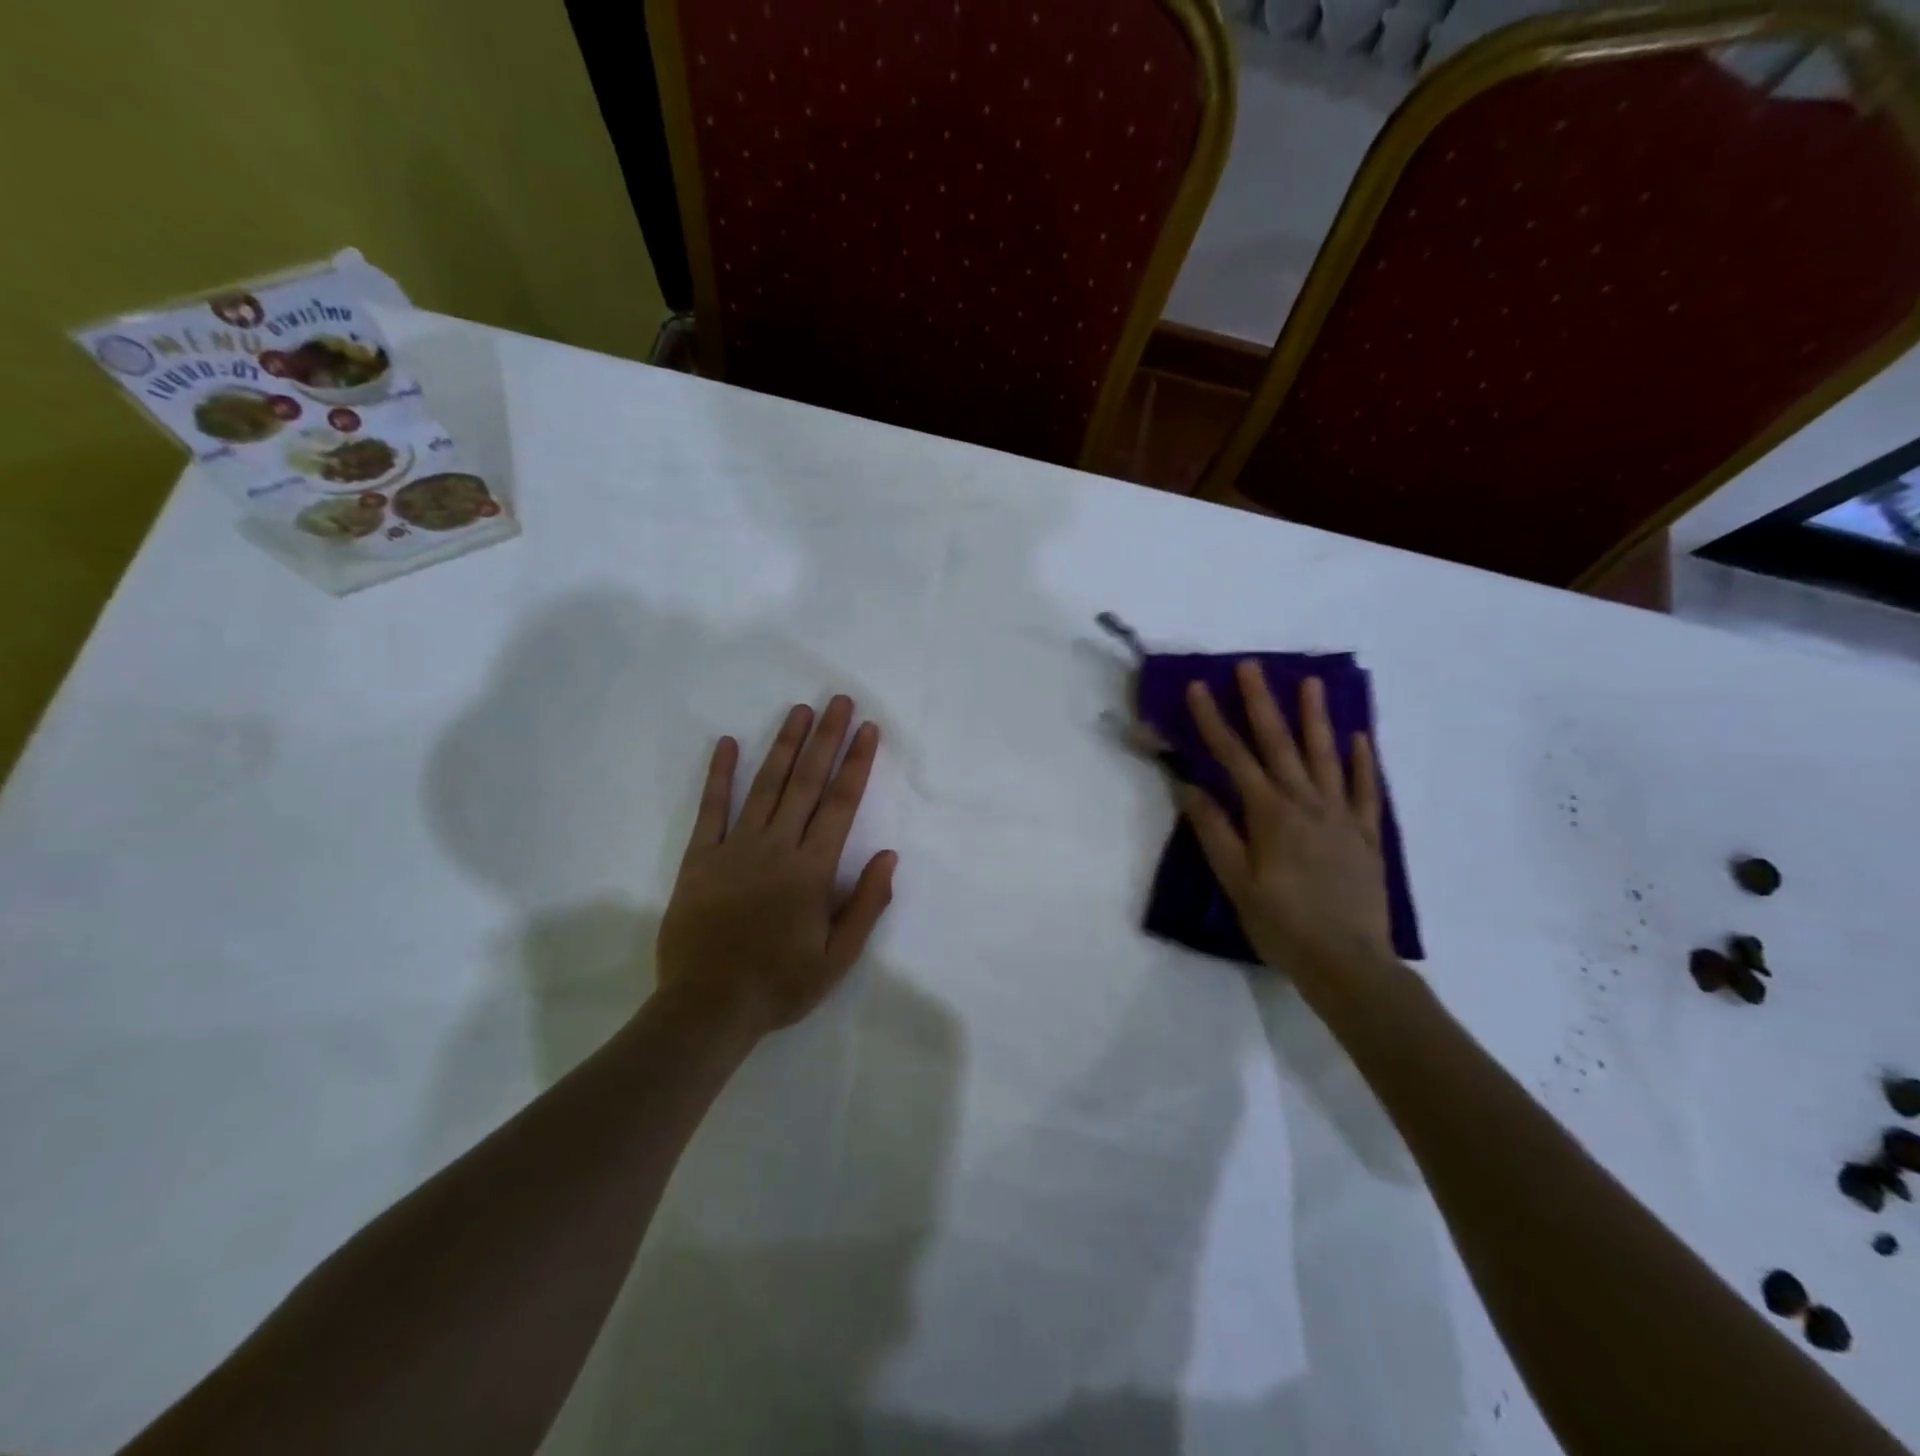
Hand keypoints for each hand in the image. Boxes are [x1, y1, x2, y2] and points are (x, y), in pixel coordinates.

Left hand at [656, 696, 896, 1030]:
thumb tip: (889, 855)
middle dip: (825, 738)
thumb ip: (866, 904)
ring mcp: (735, 848)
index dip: (856, 763)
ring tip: (799, 711)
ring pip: (765, 785)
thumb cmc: (780, 984)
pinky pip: (711, 809)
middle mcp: (777, 847)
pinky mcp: (700, 858)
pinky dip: (719, 775)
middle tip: (837, 701)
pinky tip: (727, 744)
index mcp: (812, 869)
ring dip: (784, 745)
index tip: (866, 729)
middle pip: (806, 782)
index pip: (841, 804)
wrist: (708, 1008)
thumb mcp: (838, 957)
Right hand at [1179, 661, 1393, 978]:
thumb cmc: (1282, 925)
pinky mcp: (1367, 836)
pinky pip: (1365, 791)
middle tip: (1251, 666)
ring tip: (1312, 683)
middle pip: (1280, 744)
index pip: (1234, 757)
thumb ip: (1214, 831)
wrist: (1349, 964)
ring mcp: (1341, 817)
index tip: (1199, 688)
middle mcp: (1306, 804)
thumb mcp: (1236, 882)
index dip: (1214, 720)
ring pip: (1326, 756)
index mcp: (1270, 814)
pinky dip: (1362, 763)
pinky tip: (1359, 739)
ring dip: (1316, 718)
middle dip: (1261, 703)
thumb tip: (1189, 786)